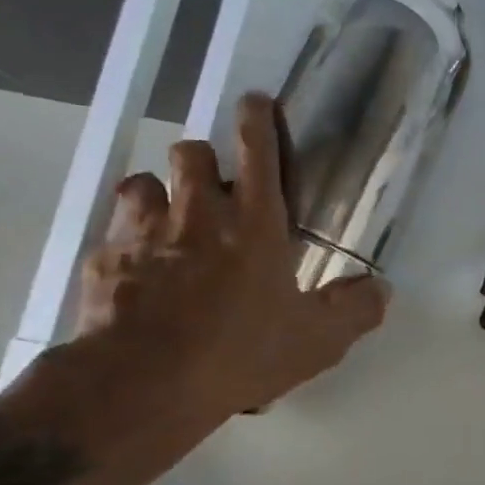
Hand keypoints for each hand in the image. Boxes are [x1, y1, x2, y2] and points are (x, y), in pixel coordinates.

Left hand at [73, 93, 387, 420]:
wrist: (145, 383)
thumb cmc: (240, 353)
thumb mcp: (317, 341)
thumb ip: (355, 310)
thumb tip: (381, 290)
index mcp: (254, 224)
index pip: (257, 151)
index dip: (257, 120)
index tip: (255, 101)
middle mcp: (198, 214)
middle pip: (192, 152)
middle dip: (204, 160)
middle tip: (215, 191)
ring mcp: (143, 232)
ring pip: (145, 182)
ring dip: (160, 194)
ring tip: (171, 223)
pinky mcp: (104, 258)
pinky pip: (114, 230)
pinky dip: (128, 239)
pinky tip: (137, 269)